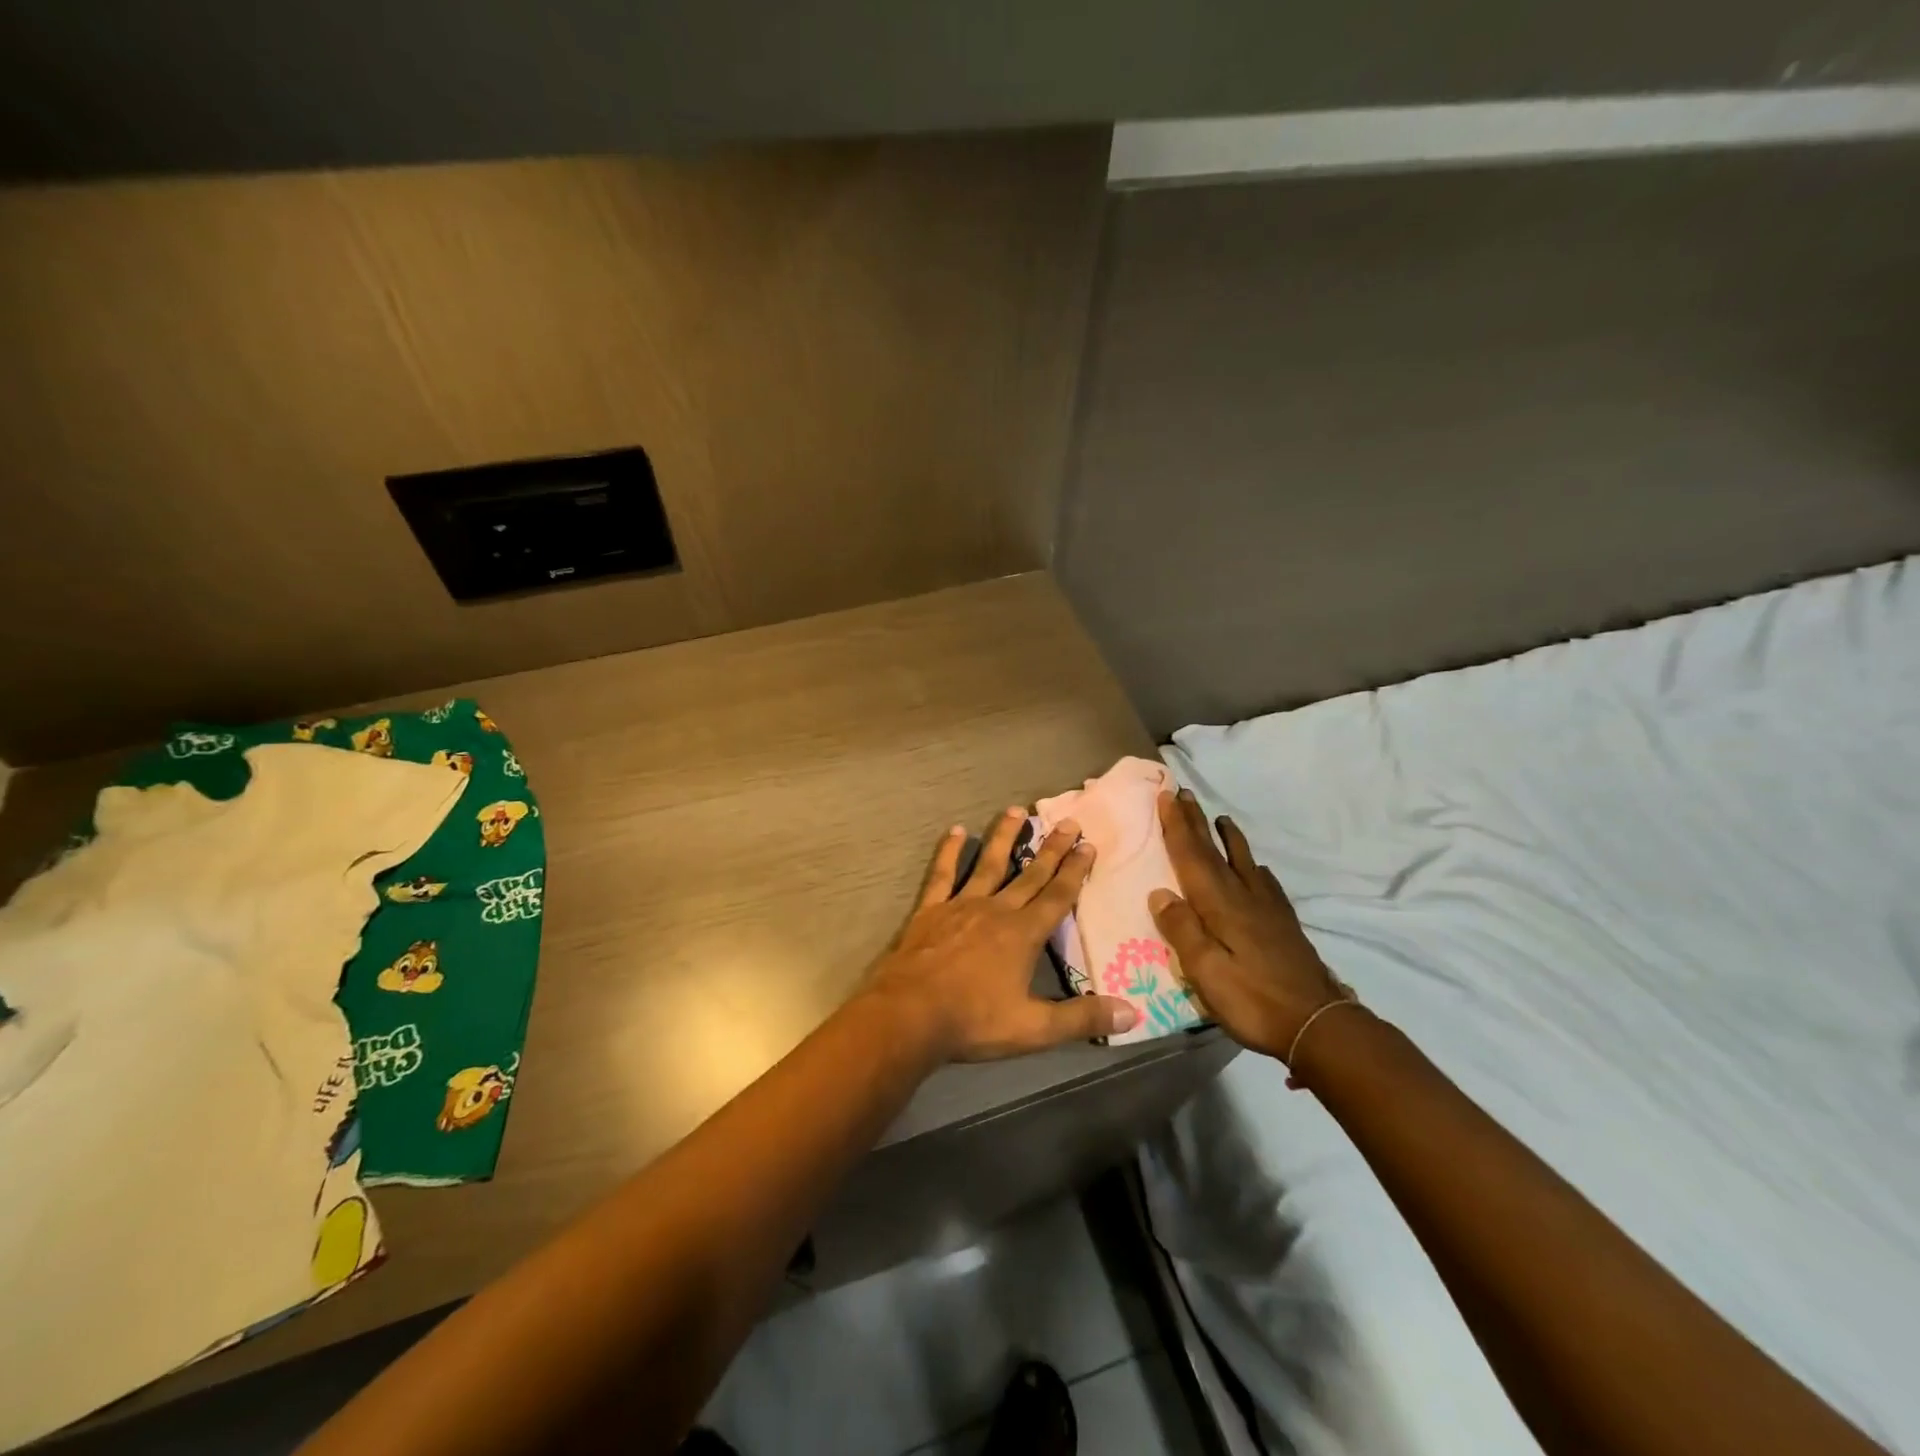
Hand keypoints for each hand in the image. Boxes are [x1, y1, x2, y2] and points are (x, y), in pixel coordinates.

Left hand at [866, 807, 1138, 1060]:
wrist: (910, 1013)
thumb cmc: (973, 1021)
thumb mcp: (1034, 1029)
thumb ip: (1082, 1018)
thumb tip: (1134, 1013)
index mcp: (1023, 934)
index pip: (1057, 896)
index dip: (1075, 870)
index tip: (1088, 844)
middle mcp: (997, 910)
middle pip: (1030, 874)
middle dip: (1051, 848)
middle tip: (1068, 821)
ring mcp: (961, 906)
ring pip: (989, 864)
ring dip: (1005, 837)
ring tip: (1017, 810)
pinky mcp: (931, 910)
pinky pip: (942, 874)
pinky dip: (950, 852)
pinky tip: (957, 831)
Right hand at [1148, 789, 1344, 1061]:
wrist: (1317, 1024)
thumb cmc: (1253, 1000)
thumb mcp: (1207, 972)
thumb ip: (1183, 931)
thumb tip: (1160, 893)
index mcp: (1220, 906)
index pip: (1193, 857)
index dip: (1177, 827)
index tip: (1167, 795)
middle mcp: (1243, 897)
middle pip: (1215, 853)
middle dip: (1197, 823)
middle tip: (1185, 794)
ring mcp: (1268, 910)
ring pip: (1244, 862)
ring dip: (1228, 838)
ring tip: (1223, 820)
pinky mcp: (1284, 925)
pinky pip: (1266, 883)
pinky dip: (1256, 867)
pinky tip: (1259, 869)